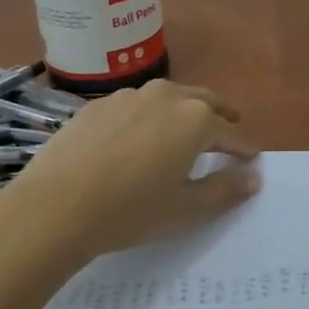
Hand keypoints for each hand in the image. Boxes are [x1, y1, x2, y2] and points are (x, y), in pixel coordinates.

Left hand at [1, 80, 261, 258]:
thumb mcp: (186, 209)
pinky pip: (133, 106)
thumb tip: (253, 175)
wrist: (55, 206)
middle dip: (219, 115)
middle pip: (202, 101)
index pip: (230, 132)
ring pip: (166, 98)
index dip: (244, 147)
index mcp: (194, 119)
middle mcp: (164, 97)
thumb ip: (225, 189)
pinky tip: (137, 137)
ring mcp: (126, 97)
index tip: (252, 157)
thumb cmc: (131, 211)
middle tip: (229, 127)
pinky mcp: (96, 106)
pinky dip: (146, 117)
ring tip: (183, 130)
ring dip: (182, 110)